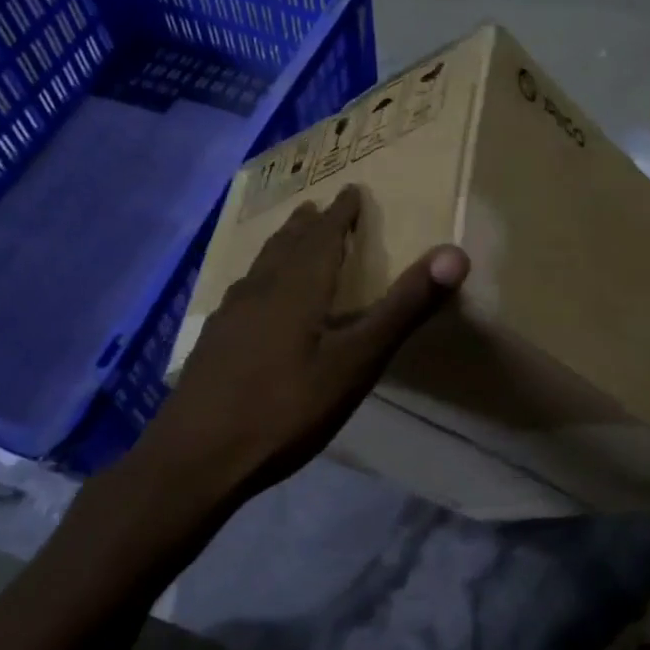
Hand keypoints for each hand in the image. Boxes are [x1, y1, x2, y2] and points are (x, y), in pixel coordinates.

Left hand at [139, 185, 468, 509]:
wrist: (195, 459)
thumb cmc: (285, 409)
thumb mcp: (356, 361)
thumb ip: (404, 307)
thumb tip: (455, 253)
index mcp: (297, 288)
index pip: (324, 236)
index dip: (342, 213)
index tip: (352, 189)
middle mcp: (261, 291)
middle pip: (287, 245)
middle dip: (308, 224)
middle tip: (319, 207)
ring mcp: (231, 317)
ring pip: (261, 267)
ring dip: (280, 246)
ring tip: (289, 238)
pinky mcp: (214, 343)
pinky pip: (243, 291)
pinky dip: (260, 277)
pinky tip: (253, 299)